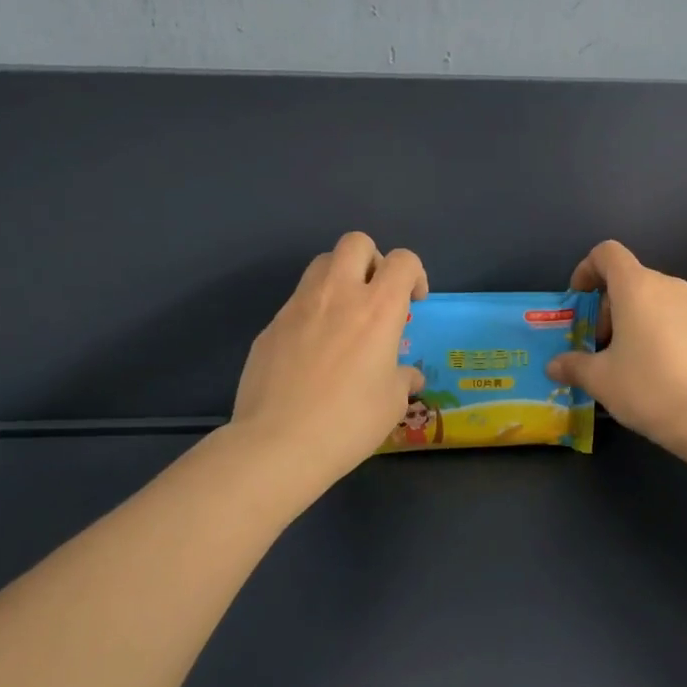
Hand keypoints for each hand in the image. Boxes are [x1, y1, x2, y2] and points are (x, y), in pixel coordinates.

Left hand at [232, 232, 426, 481]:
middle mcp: (338, 294)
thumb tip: (408, 375)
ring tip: (343, 317)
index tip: (414, 301)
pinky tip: (311, 352)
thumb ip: (402, 378)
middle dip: (372, 259)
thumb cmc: (348, 422)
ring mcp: (298, 306)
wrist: (277, 444)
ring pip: (321, 264)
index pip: (403, 260)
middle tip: (375, 294)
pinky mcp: (270, 326)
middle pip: (356, 242)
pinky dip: (312, 312)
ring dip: (339, 278)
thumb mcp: (391, 403)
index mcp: (377, 308)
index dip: (415, 273)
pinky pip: (296, 302)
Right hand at [545, 240, 686, 450]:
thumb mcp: (601, 380)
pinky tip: (663, 373)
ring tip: (631, 362)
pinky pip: (682, 321)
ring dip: (637, 321)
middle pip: (632, 280)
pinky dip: (664, 334)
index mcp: (637, 287)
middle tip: (601, 346)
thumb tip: (554, 366)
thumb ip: (574, 366)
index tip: (579, 299)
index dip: (587, 269)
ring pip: (658, 301)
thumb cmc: (649, 387)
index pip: (608, 253)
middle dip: (610, 307)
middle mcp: (671, 286)